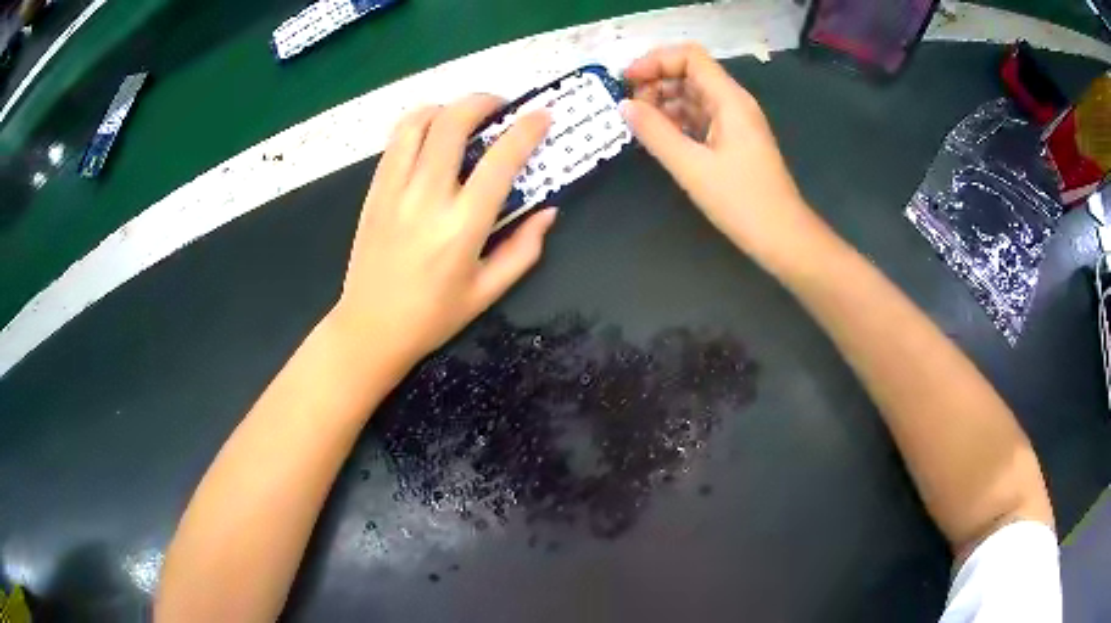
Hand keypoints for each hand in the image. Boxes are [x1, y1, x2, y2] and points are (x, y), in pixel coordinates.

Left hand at [329, 95, 555, 369]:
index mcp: (462, 227)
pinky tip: (431, 133)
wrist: (370, 328)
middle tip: (500, 107)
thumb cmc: (432, 316)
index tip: (542, 116)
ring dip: (446, 108)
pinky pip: (395, 142)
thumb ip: (524, 249)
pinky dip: (417, 124)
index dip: (526, 130)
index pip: (500, 161)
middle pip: (453, 123)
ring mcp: (394, 190)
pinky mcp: (374, 191)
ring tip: (463, 115)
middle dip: (482, 101)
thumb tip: (548, 211)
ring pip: (417, 122)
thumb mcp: (488, 292)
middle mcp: (426, 198)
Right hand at [621, 43, 815, 261]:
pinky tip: (659, 137)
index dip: (655, 61)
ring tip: (640, 125)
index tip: (626, 82)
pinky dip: (678, 121)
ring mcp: (736, 122)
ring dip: (664, 102)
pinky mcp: (734, 141)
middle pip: (690, 73)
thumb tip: (624, 106)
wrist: (783, 237)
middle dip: (656, 82)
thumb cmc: (742, 202)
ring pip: (694, 96)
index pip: (689, 57)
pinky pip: (701, 118)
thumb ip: (655, 132)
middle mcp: (734, 103)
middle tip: (630, 109)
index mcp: (729, 100)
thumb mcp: (692, 166)